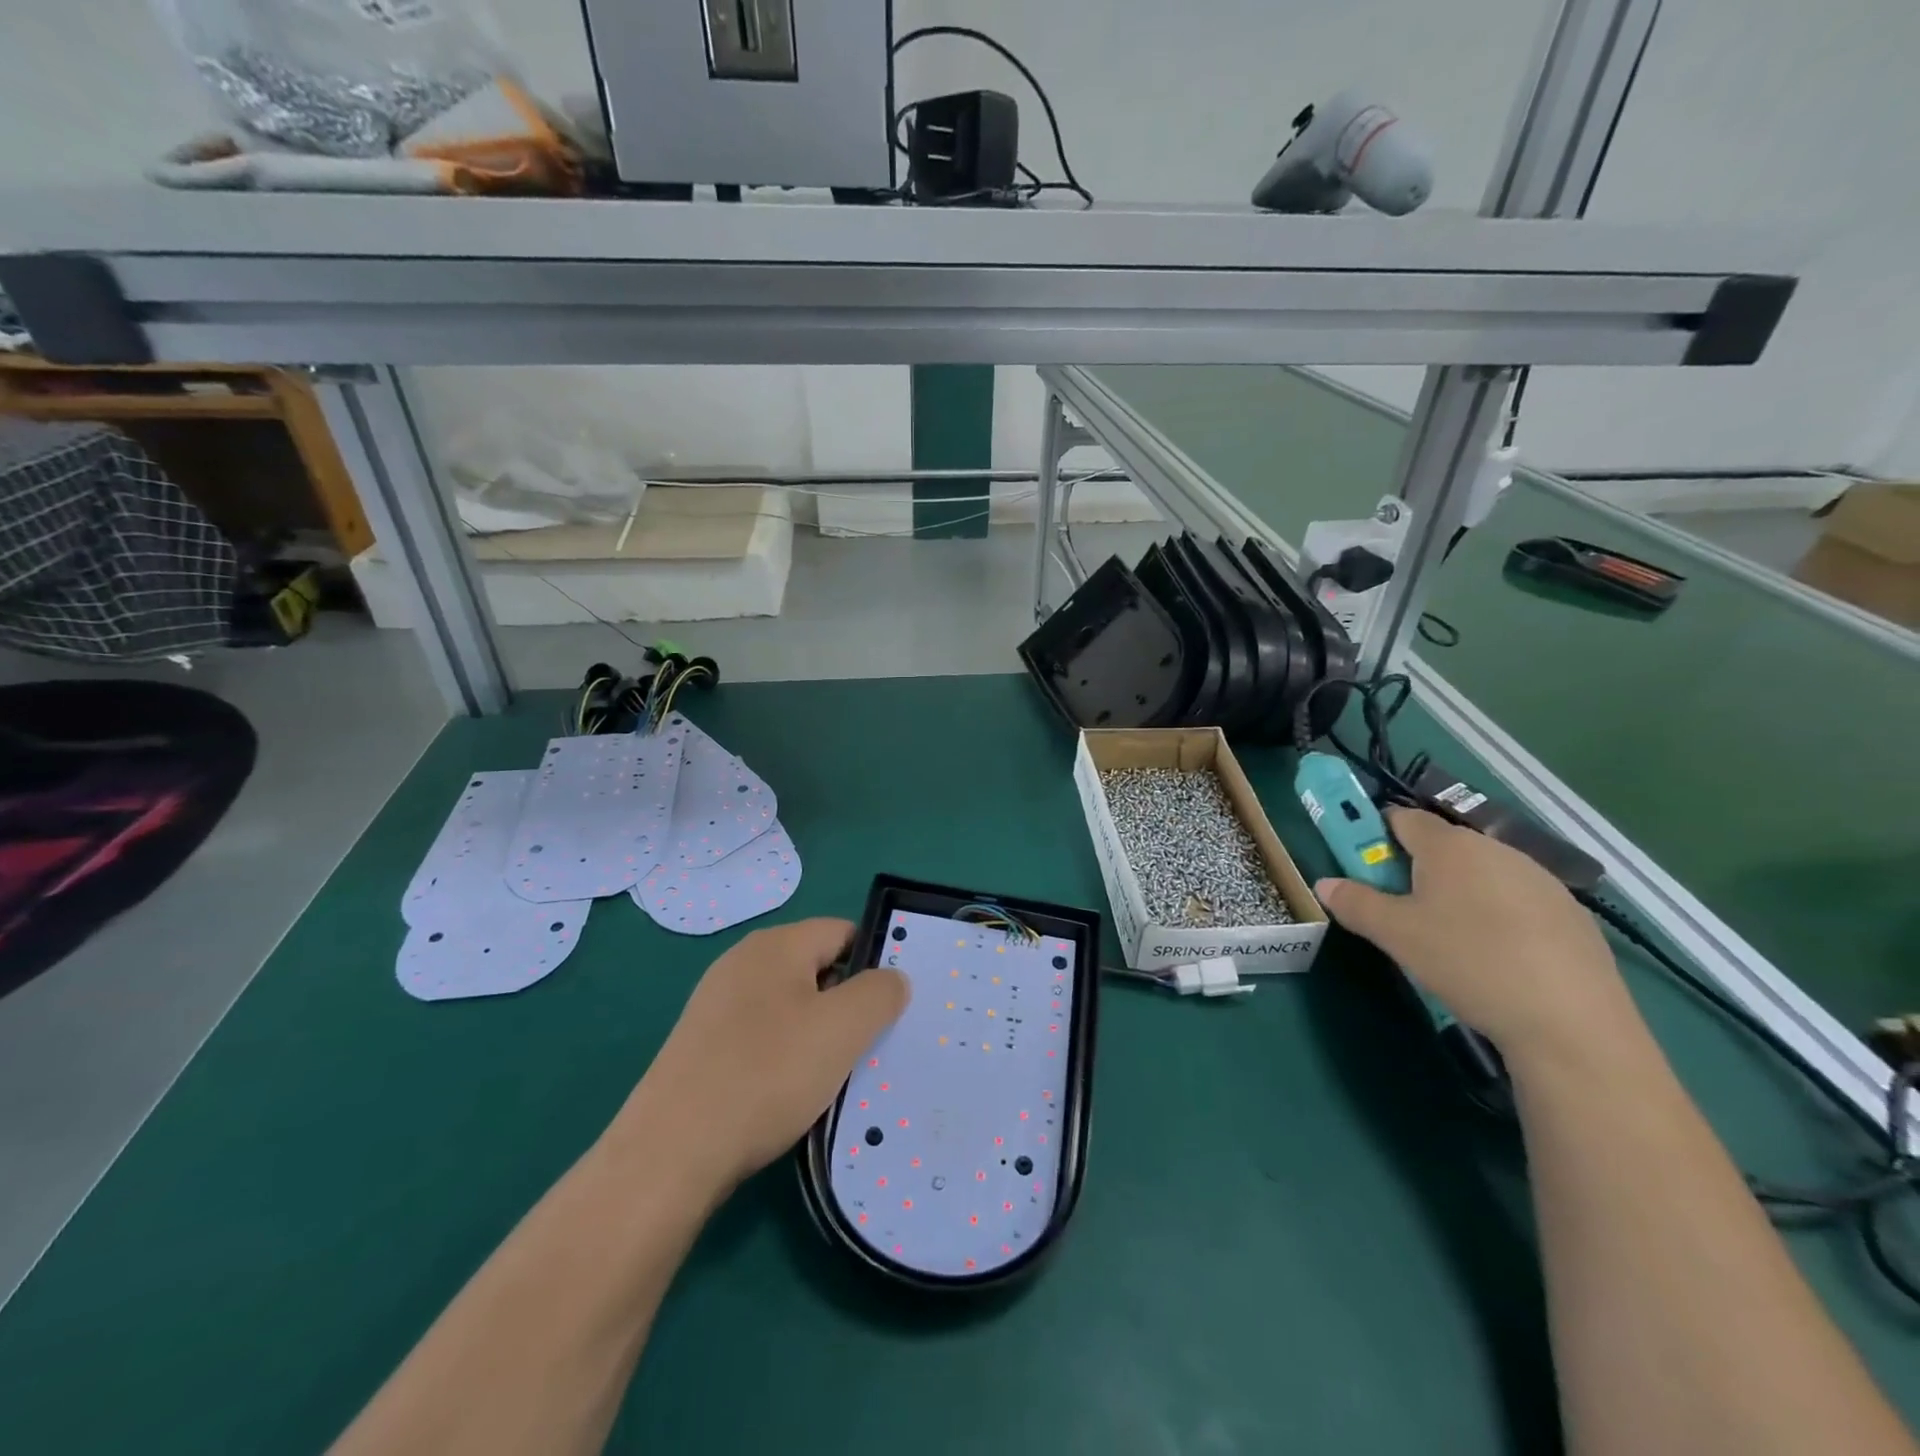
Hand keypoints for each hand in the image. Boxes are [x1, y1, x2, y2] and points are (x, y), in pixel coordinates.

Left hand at [613, 919, 908, 1196]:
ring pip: (790, 1005)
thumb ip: (879, 993)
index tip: (892, 1008)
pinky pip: (761, 1035)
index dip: (875, 963)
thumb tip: (892, 978)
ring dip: (818, 1034)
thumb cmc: (766, 1075)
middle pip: (817, 968)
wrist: (670, 1153)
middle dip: (847, 1003)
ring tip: (833, 1076)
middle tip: (869, 1046)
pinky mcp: (702, 1043)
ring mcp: (717, 1003)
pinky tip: (789, 1095)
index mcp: (777, 944)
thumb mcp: (842, 1029)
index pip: (844, 932)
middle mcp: (743, 961)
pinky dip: (783, 1056)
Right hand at [1315, 808, 1642, 1063]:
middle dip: (1416, 869)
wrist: (1570, 1023)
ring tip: (1450, 939)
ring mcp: (1541, 881)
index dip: (1377, 835)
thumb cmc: (1467, 961)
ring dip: (1459, 892)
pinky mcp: (1572, 915)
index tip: (1366, 867)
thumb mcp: (1395, 934)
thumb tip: (1325, 883)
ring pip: (1483, 873)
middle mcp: (1496, 850)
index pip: (1402, 817)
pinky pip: (1518, 901)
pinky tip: (1498, 957)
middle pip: (1443, 846)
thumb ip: (1354, 903)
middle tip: (1402, 911)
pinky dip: (1498, 916)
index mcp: (1449, 846)